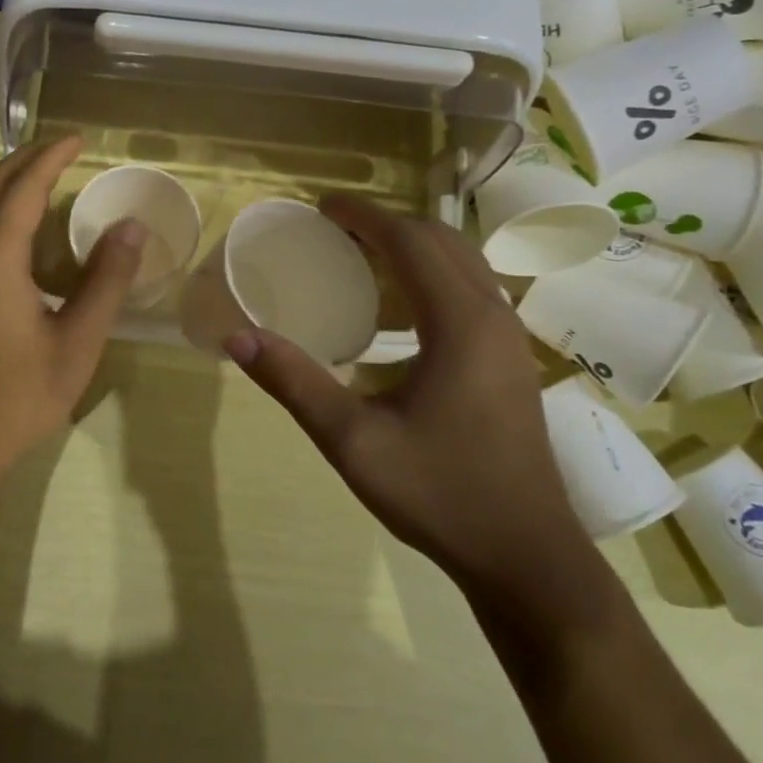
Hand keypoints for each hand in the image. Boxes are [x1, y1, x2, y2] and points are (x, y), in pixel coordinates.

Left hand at [0, 137, 142, 487]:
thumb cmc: (18, 396)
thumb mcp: (77, 341)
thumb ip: (105, 281)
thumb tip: (131, 228)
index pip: (24, 188)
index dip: (52, 158)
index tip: (80, 138)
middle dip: (26, 160)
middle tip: (64, 148)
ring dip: (11, 185)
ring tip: (48, 176)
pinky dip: (2, 212)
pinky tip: (27, 231)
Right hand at [224, 196, 589, 595]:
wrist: (526, 556)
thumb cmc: (440, 494)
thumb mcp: (353, 441)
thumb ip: (294, 382)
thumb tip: (236, 337)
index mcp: (459, 322)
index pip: (410, 240)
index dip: (363, 215)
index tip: (321, 207)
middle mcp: (492, 315)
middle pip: (440, 240)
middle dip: (386, 223)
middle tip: (334, 230)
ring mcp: (509, 337)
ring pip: (461, 262)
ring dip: (411, 247)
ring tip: (359, 257)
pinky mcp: (511, 358)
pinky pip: (470, 290)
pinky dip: (431, 275)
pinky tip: (398, 309)